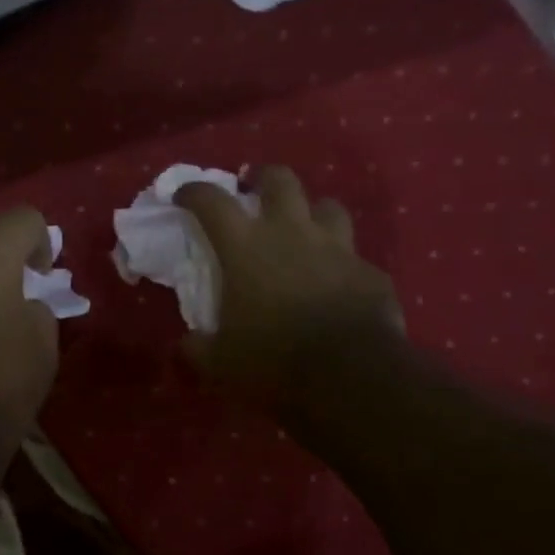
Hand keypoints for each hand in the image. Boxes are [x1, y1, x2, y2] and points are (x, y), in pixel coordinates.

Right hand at [175, 166, 401, 413]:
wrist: (350, 376)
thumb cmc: (273, 360)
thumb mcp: (221, 363)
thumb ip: (200, 348)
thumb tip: (188, 344)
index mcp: (245, 247)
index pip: (212, 201)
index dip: (194, 191)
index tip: (184, 195)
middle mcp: (291, 233)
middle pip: (280, 180)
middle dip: (264, 177)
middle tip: (255, 188)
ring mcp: (336, 249)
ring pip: (328, 207)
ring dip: (313, 212)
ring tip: (305, 229)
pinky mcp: (370, 272)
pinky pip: (355, 258)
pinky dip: (343, 265)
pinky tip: (339, 284)